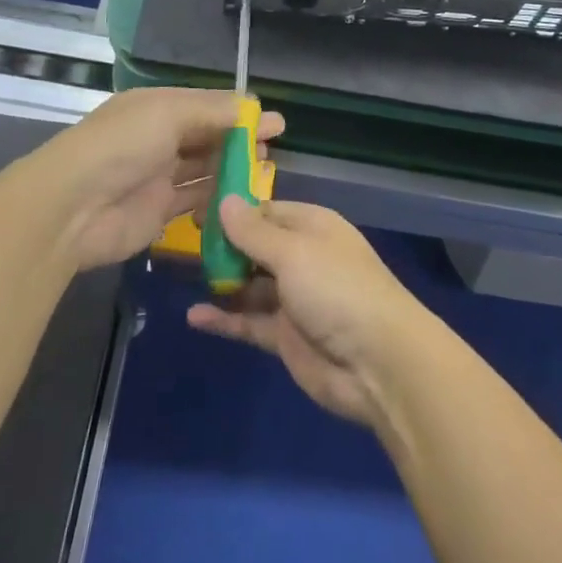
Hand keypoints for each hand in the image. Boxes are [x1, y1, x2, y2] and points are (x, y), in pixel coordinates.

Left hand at [24, 87, 284, 270]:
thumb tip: (250, 105)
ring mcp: (158, 176)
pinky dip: (217, 199)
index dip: (240, 111)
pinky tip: (241, 200)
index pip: (206, 105)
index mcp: (158, 108)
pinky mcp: (158, 211)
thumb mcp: (168, 114)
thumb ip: (211, 111)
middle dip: (240, 140)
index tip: (274, 121)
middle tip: (272, 148)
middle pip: (208, 136)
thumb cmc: (121, 146)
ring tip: (264, 173)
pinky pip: (195, 201)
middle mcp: (159, 138)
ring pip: (204, 169)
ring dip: (232, 169)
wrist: (71, 208)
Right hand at [187, 198, 428, 426]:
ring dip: (222, 281)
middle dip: (224, 246)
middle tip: (182, 243)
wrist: (378, 362)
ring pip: (250, 284)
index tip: (197, 213)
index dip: (234, 212)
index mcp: (311, 226)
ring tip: (184, 276)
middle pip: (256, 246)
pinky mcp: (286, 337)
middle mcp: (302, 257)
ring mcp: (294, 299)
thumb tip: (224, 200)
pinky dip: (224, 319)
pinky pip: (249, 321)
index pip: (266, 211)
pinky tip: (194, 316)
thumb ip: (254, 231)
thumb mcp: (293, 252)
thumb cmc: (337, 289)